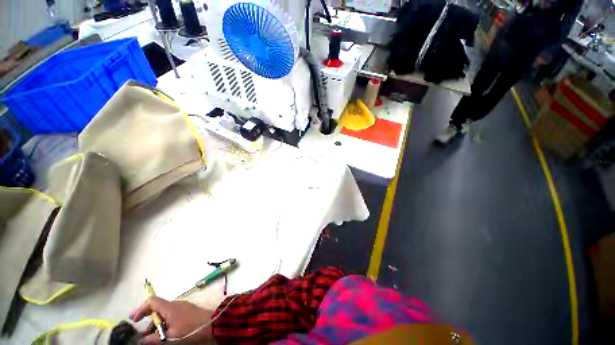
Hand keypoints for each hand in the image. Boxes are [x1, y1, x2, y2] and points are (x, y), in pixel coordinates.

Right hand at [130, 296, 213, 343]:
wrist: (212, 324)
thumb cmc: (190, 329)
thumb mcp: (170, 337)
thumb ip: (153, 339)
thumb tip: (141, 341)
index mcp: (170, 307)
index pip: (152, 301)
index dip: (140, 309)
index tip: (133, 320)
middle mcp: (175, 304)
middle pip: (157, 308)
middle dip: (148, 321)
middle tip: (143, 335)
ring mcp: (182, 307)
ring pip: (165, 314)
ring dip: (157, 325)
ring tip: (153, 338)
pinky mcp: (187, 312)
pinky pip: (172, 316)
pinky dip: (165, 324)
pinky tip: (165, 335)